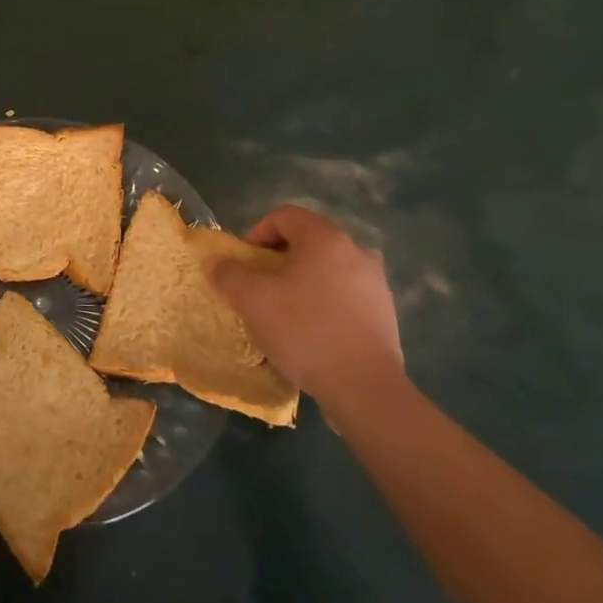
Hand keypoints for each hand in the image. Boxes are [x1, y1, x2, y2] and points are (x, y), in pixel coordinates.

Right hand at [204, 205, 404, 420]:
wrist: (364, 387)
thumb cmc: (304, 330)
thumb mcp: (252, 300)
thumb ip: (228, 274)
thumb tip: (216, 261)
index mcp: (324, 238)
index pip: (284, 216)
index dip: (257, 233)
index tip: (244, 263)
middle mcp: (355, 250)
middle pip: (307, 241)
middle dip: (278, 259)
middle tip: (260, 287)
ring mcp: (375, 282)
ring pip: (327, 269)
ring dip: (302, 281)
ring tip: (285, 312)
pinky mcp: (385, 312)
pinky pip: (345, 294)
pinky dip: (324, 303)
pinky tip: (312, 332)